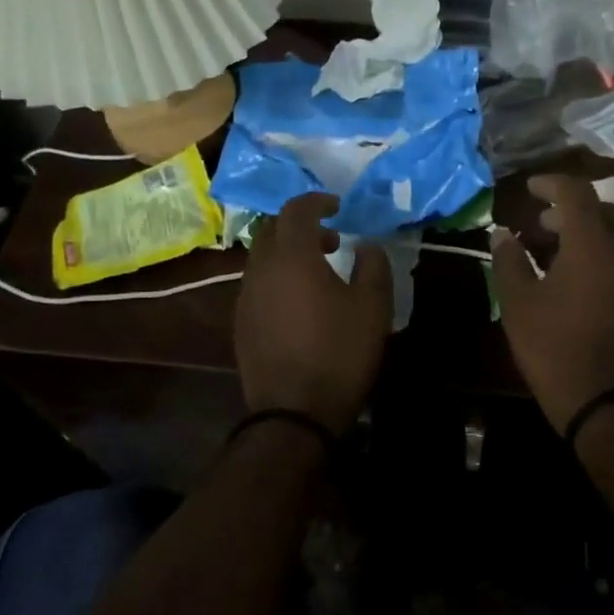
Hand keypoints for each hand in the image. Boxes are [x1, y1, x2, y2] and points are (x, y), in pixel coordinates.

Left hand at [235, 193, 392, 433]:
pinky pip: (257, 283)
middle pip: (272, 229)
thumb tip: (366, 245)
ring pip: (262, 257)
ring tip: (319, 272)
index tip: (338, 206)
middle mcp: (261, 269)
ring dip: (288, 252)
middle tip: (331, 239)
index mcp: (292, 257)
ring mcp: (245, 297)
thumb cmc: (339, 353)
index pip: (296, 210)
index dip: (317, 201)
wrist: (294, 413)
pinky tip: (300, 303)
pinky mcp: (241, 322)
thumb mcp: (373, 307)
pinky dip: (278, 277)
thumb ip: (373, 266)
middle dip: (300, 225)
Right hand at [490, 174, 613, 432]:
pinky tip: (576, 278)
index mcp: (592, 244)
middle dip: (570, 208)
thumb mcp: (519, 304)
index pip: (576, 193)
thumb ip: (509, 261)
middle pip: (602, 210)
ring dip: (587, 231)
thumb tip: (502, 233)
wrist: (609, 403)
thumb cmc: (555, 348)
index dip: (551, 183)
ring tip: (554, 250)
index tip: (530, 189)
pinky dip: (600, 253)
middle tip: (540, 223)